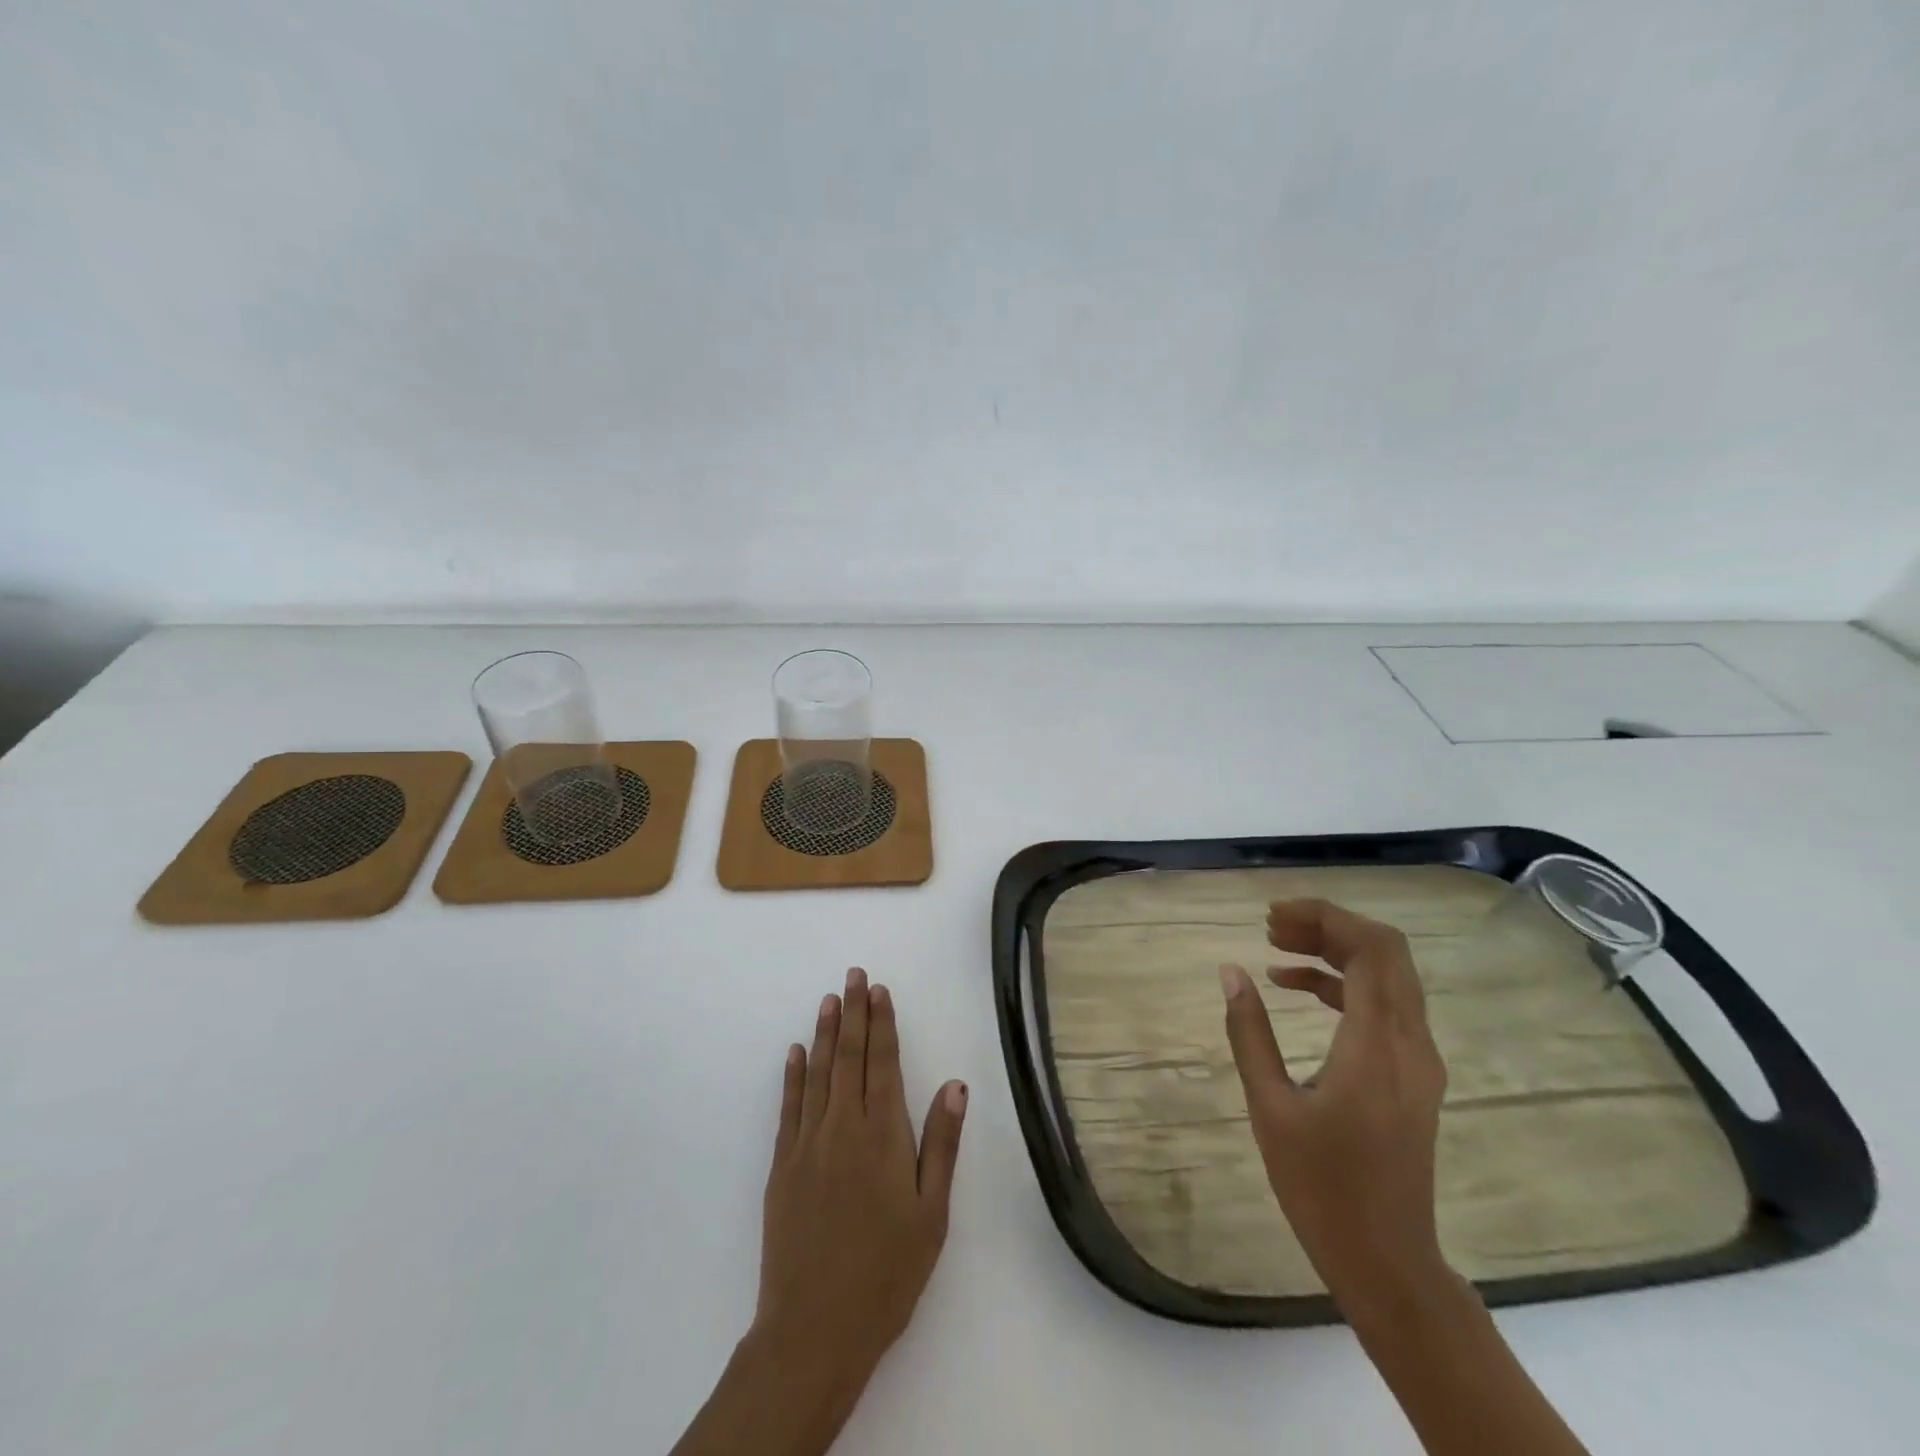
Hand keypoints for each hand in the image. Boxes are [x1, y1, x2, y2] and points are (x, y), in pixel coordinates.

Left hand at [673, 970, 967, 1455]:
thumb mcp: (931, 1214)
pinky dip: (793, 1074)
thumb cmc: (887, 1272)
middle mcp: (843, 1126)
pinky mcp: (782, 1165)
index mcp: (883, 1135)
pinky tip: (796, 1052)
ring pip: (818, 1073)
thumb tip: (954, 1085)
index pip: (883, 1062)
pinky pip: (789, 1106)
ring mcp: (807, 1143)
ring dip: (825, 1033)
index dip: (881, 1023)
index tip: (878, 989)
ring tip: (828, 999)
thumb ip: (941, 1144)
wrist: (814, 1328)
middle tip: (853, 975)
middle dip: (853, 1013)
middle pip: (849, 1057)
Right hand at [1219, 898, 1450, 1321]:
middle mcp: (1410, 1043)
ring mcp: (1418, 1060)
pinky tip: (1296, 989)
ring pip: (1389, 975)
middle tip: (1271, 927)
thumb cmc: (1321, 1187)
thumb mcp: (1270, 1106)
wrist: (1387, 1260)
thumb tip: (1230, 971)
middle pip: (1385, 952)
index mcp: (1377, 1046)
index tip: (1273, 916)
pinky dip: (1344, 984)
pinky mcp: (1413, 1075)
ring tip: (1276, 949)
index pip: (1370, 949)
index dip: (1325, 918)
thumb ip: (1249, 1032)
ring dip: (1336, 952)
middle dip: (1329, 926)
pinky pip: (1386, 1005)